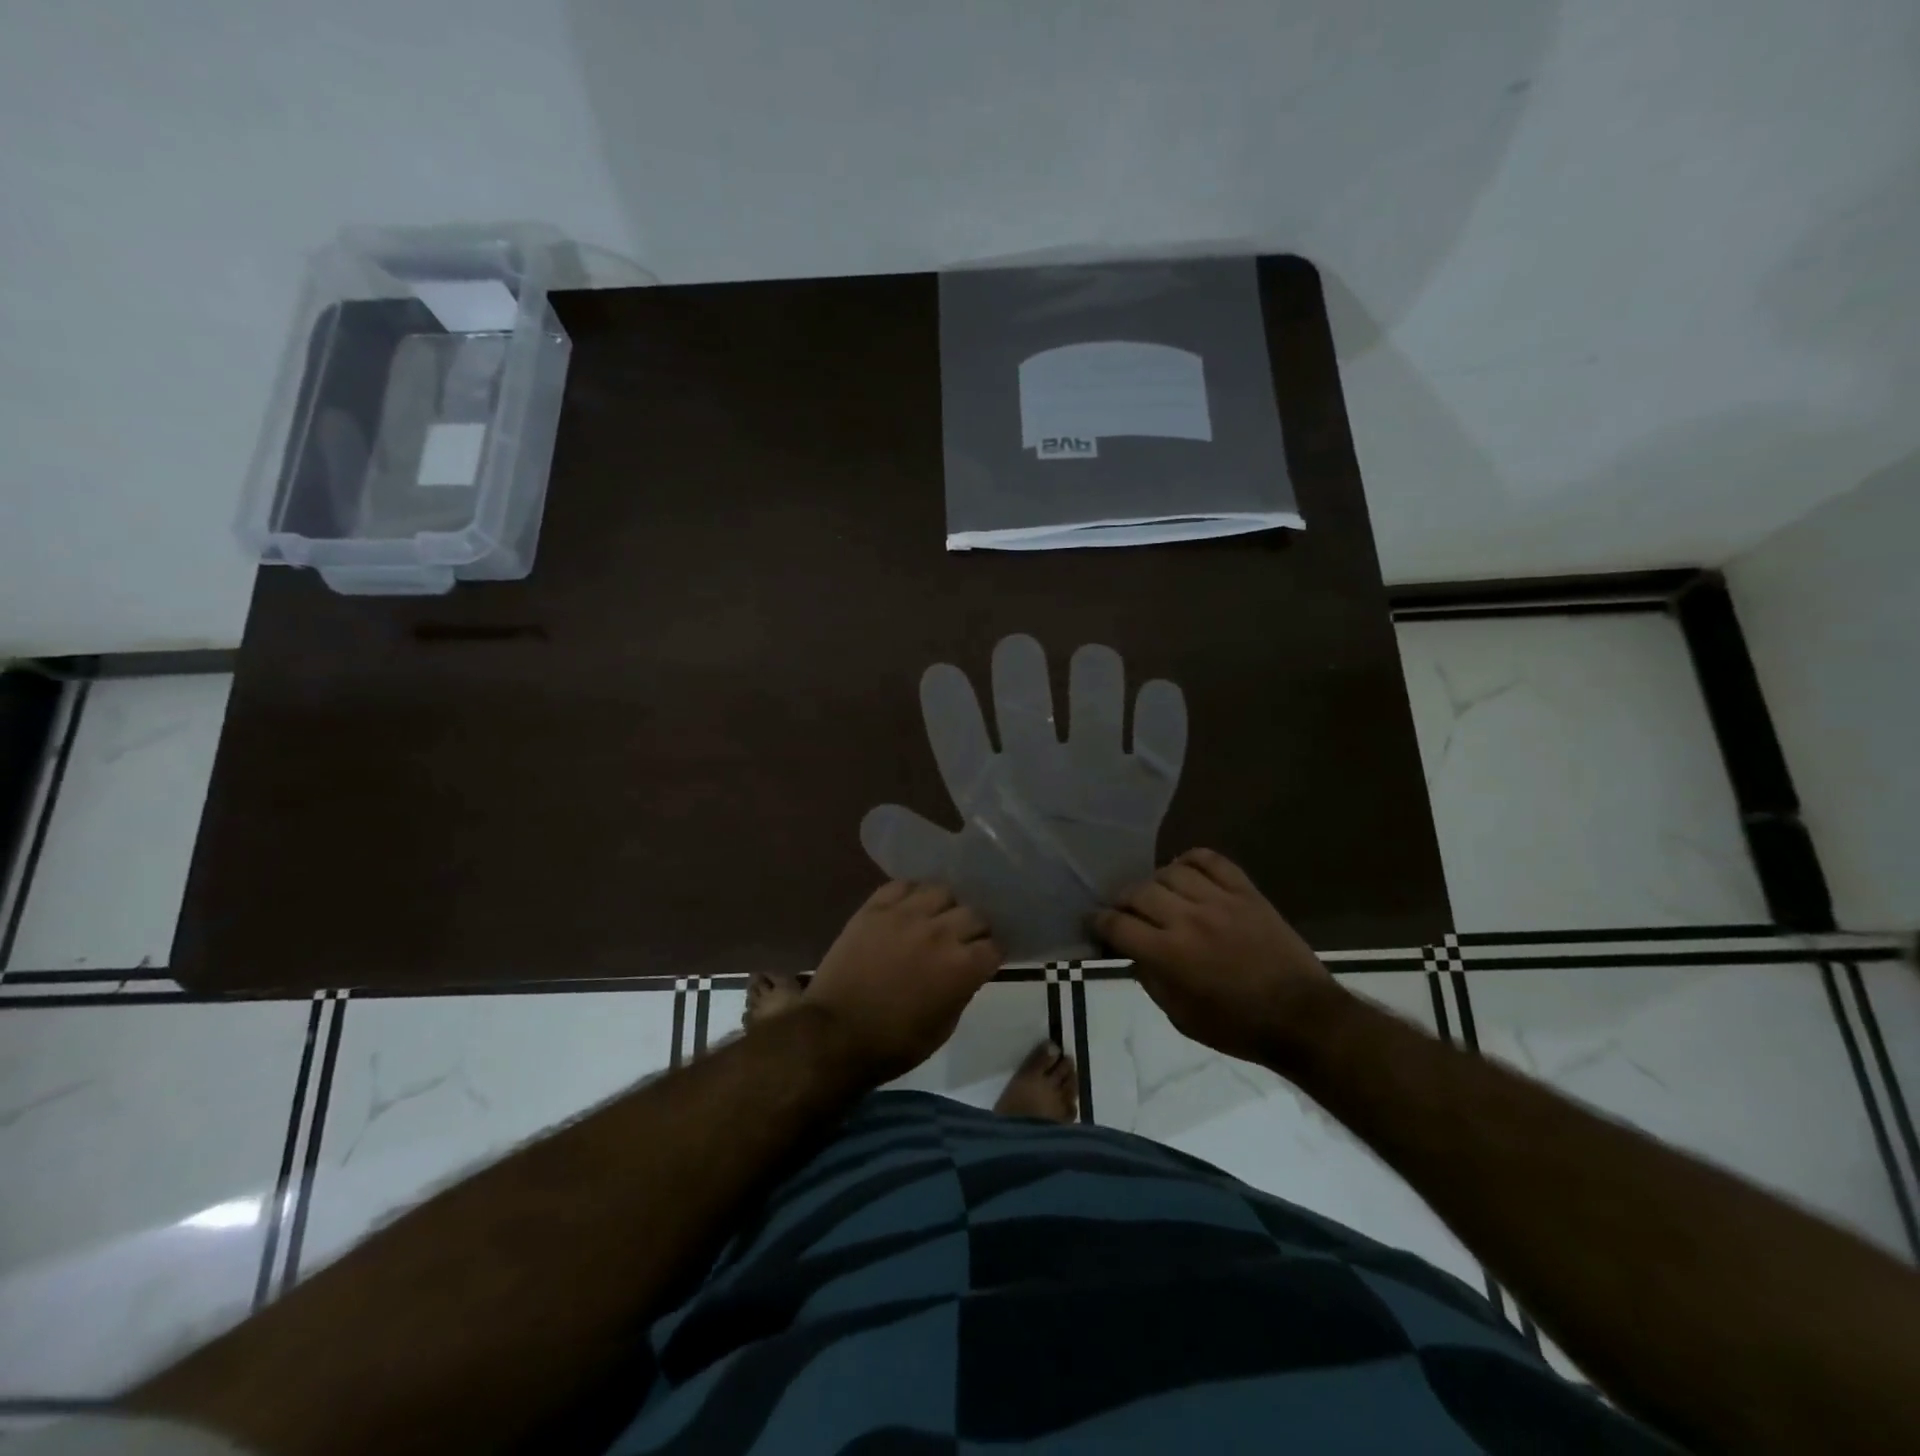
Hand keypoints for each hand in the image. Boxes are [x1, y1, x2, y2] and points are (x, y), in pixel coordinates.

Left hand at [806, 881, 1002, 1081]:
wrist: (834, 1034)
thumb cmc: (894, 1043)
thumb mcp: (943, 1027)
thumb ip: (962, 991)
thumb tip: (967, 971)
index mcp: (962, 966)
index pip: (994, 946)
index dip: (991, 955)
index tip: (984, 961)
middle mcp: (940, 932)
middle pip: (974, 914)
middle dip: (974, 929)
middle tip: (962, 941)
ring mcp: (905, 915)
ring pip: (941, 891)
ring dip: (944, 907)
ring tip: (935, 919)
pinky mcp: (875, 908)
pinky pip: (902, 885)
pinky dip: (911, 894)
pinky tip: (908, 908)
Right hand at [1093, 848, 1336, 1064]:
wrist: (1302, 1018)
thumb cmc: (1238, 1027)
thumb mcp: (1181, 1017)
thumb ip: (1151, 980)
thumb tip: (1134, 954)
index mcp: (1168, 954)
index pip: (1117, 925)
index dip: (1098, 922)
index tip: (1095, 923)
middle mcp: (1188, 919)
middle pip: (1138, 892)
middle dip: (1122, 901)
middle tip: (1125, 912)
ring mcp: (1219, 901)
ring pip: (1170, 872)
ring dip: (1155, 883)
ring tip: (1158, 895)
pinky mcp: (1246, 892)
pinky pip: (1211, 860)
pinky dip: (1192, 860)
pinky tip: (1185, 871)